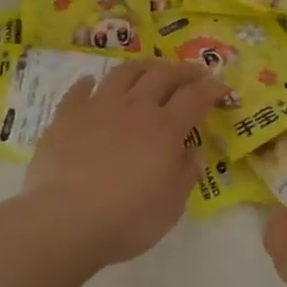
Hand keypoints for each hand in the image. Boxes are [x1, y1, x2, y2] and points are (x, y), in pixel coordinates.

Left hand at [25, 60, 225, 264]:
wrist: (65, 220)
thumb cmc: (127, 218)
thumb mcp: (172, 205)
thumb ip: (185, 174)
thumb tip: (190, 152)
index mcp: (165, 128)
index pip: (195, 97)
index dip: (211, 88)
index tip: (221, 87)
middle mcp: (135, 108)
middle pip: (163, 74)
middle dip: (183, 70)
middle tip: (193, 73)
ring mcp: (99, 107)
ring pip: (124, 73)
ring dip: (142, 66)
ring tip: (150, 69)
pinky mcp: (67, 115)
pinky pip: (79, 90)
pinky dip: (89, 83)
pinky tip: (91, 82)